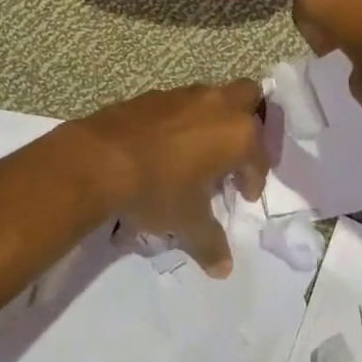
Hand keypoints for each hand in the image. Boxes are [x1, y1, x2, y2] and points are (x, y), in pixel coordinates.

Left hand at [75, 80, 269, 277]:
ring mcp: (186, 94)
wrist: (102, 158)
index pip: (259, 156)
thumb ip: (210, 243)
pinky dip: (185, 120)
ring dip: (215, 119)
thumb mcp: (187, 223)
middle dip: (248, 121)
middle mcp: (218, 105)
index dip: (254, 179)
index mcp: (238, 134)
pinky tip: (169, 146)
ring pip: (214, 97)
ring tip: (200, 153)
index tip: (242, 196)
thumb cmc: (158, 188)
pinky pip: (183, 103)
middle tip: (235, 154)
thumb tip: (224, 268)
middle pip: (249, 96)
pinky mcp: (157, 93)